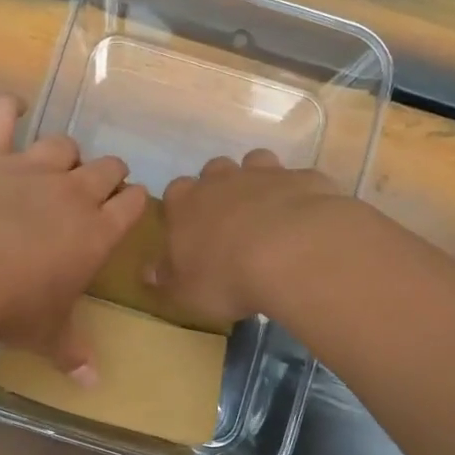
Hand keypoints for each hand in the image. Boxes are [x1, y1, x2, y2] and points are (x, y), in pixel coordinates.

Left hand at [0, 95, 148, 376]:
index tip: (126, 210)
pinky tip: (9, 110)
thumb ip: (73, 353)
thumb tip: (94, 384)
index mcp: (97, 232)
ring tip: (55, 167)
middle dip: (106, 176)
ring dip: (64, 154)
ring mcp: (30, 168)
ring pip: (63, 144)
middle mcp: (72, 193)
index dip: (133, 203)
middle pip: (107, 167)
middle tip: (94, 192)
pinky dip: (6, 110)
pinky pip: (0, 116)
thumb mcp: (46, 336)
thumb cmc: (11, 308)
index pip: (133, 204)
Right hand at [153, 151, 348, 325]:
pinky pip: (298, 181)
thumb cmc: (226, 277)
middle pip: (215, 171)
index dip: (182, 209)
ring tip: (267, 212)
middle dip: (219, 189)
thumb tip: (149, 272)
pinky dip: (298, 195)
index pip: (175, 192)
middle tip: (229, 220)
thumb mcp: (184, 292)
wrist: (292, 254)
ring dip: (258, 181)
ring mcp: (266, 174)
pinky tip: (305, 219)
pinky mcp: (304, 179)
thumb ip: (165, 280)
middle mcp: (222, 180)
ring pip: (256, 162)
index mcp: (186, 203)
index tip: (190, 230)